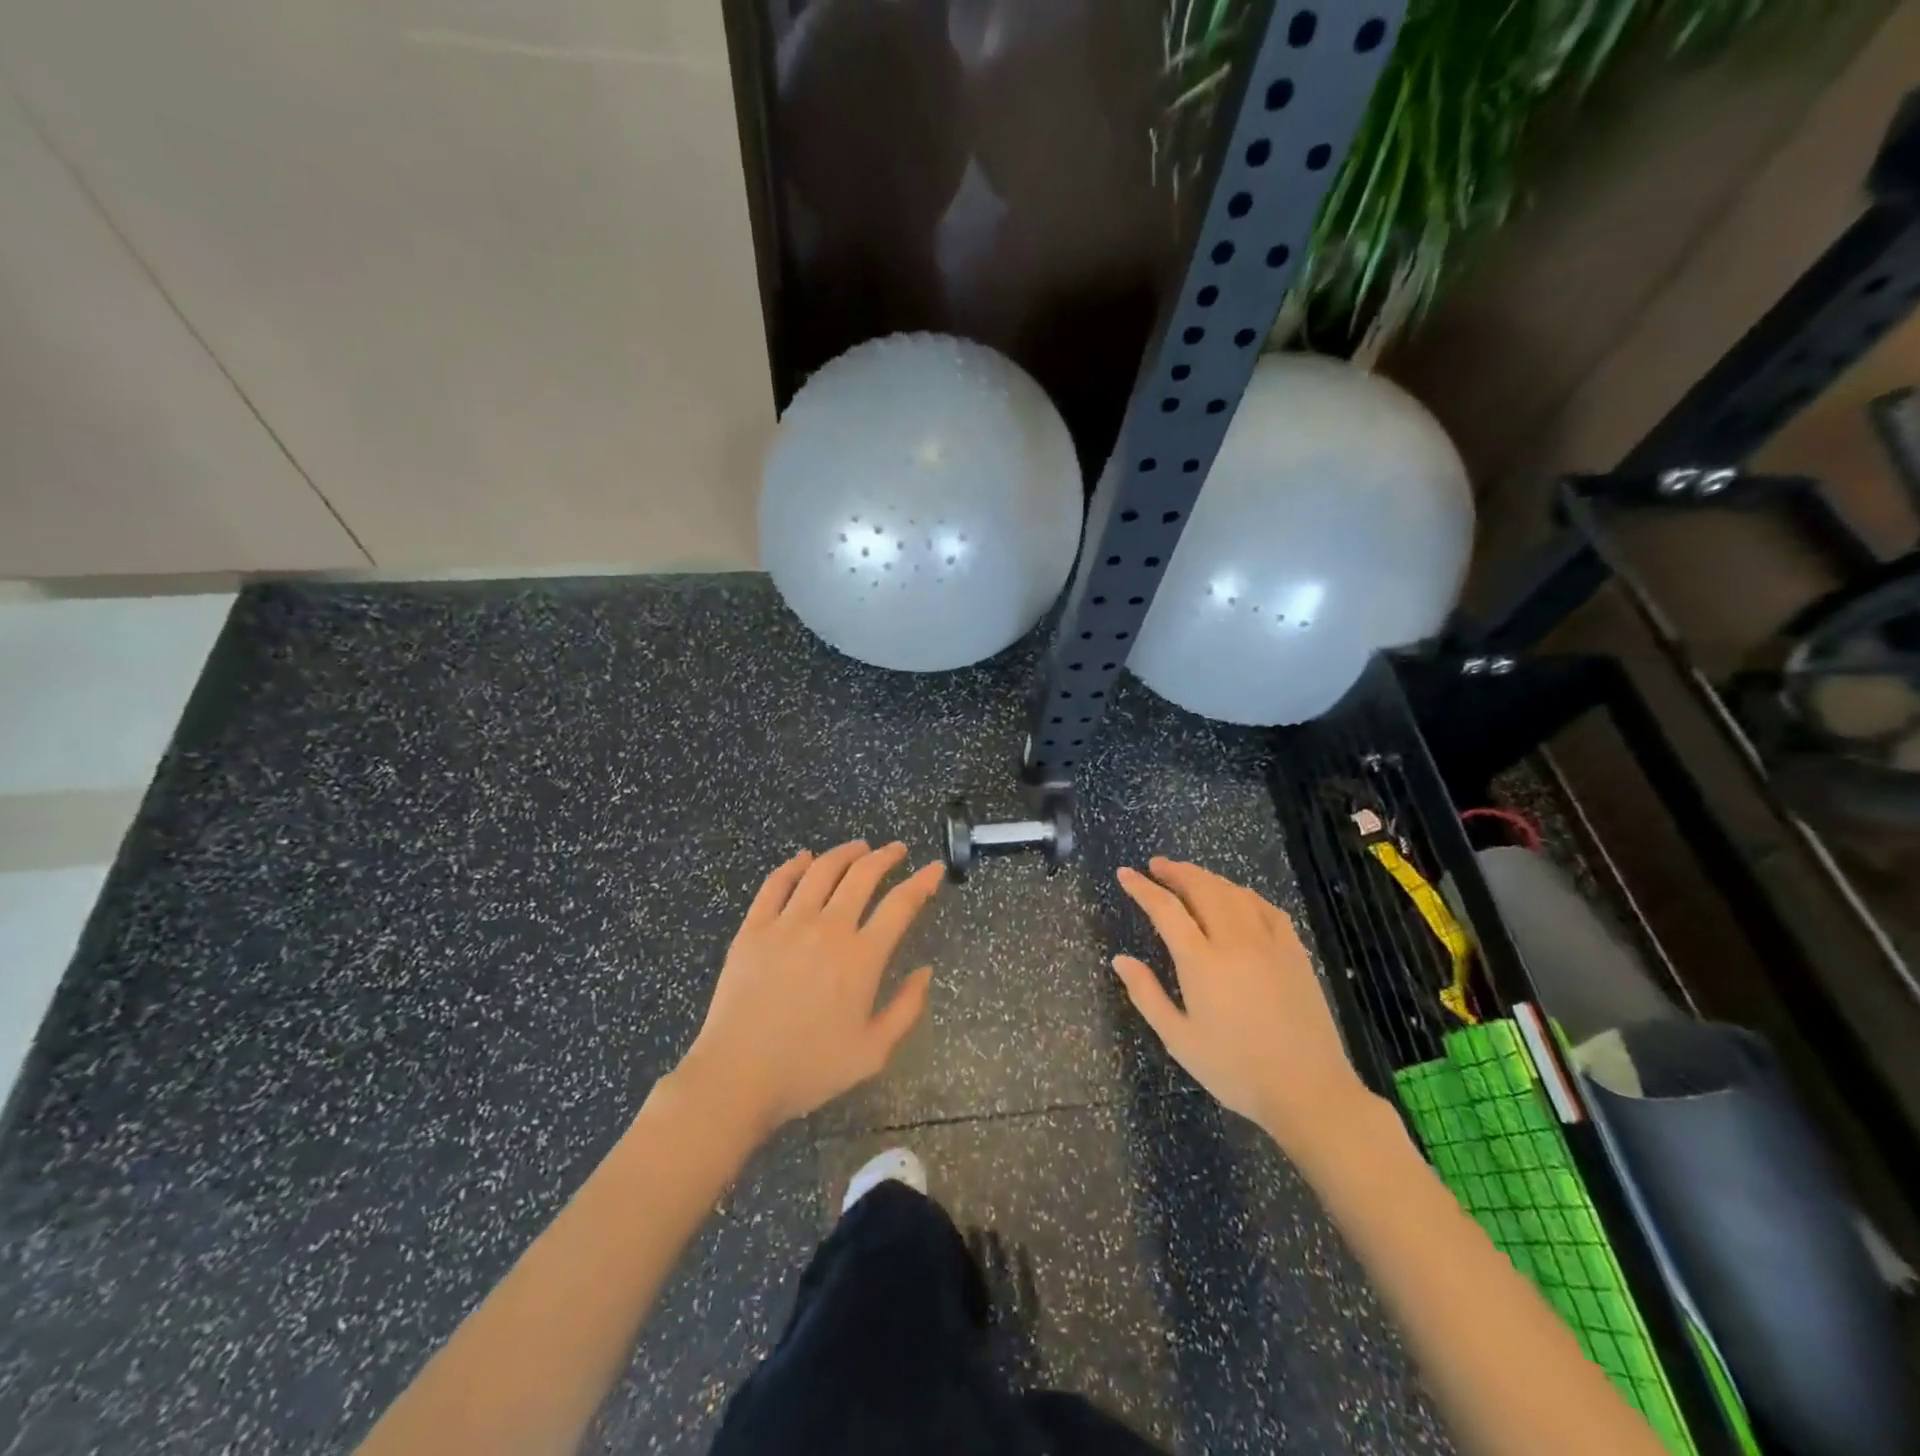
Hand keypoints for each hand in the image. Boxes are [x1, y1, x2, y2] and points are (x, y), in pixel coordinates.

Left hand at [674, 841, 941, 1138]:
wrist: (736, 1077)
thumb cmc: (809, 1069)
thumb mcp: (873, 1052)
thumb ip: (906, 1009)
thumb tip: (925, 972)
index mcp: (861, 957)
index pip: (900, 904)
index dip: (922, 882)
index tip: (934, 869)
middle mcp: (828, 928)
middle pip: (862, 875)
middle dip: (886, 856)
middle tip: (897, 850)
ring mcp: (787, 924)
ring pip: (821, 870)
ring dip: (845, 852)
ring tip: (859, 847)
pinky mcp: (753, 928)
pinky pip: (776, 884)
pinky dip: (794, 865)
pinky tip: (804, 858)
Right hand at [1114, 858, 1374, 1147]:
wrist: (1309, 1091)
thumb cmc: (1235, 1070)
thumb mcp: (1179, 1040)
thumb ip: (1147, 995)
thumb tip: (1120, 960)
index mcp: (1201, 962)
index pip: (1165, 910)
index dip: (1142, 888)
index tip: (1125, 873)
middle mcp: (1234, 941)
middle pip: (1202, 889)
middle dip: (1176, 872)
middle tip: (1156, 865)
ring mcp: (1269, 943)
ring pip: (1234, 893)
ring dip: (1207, 878)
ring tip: (1189, 876)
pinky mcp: (1295, 952)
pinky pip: (1266, 908)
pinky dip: (1244, 894)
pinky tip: (1237, 898)